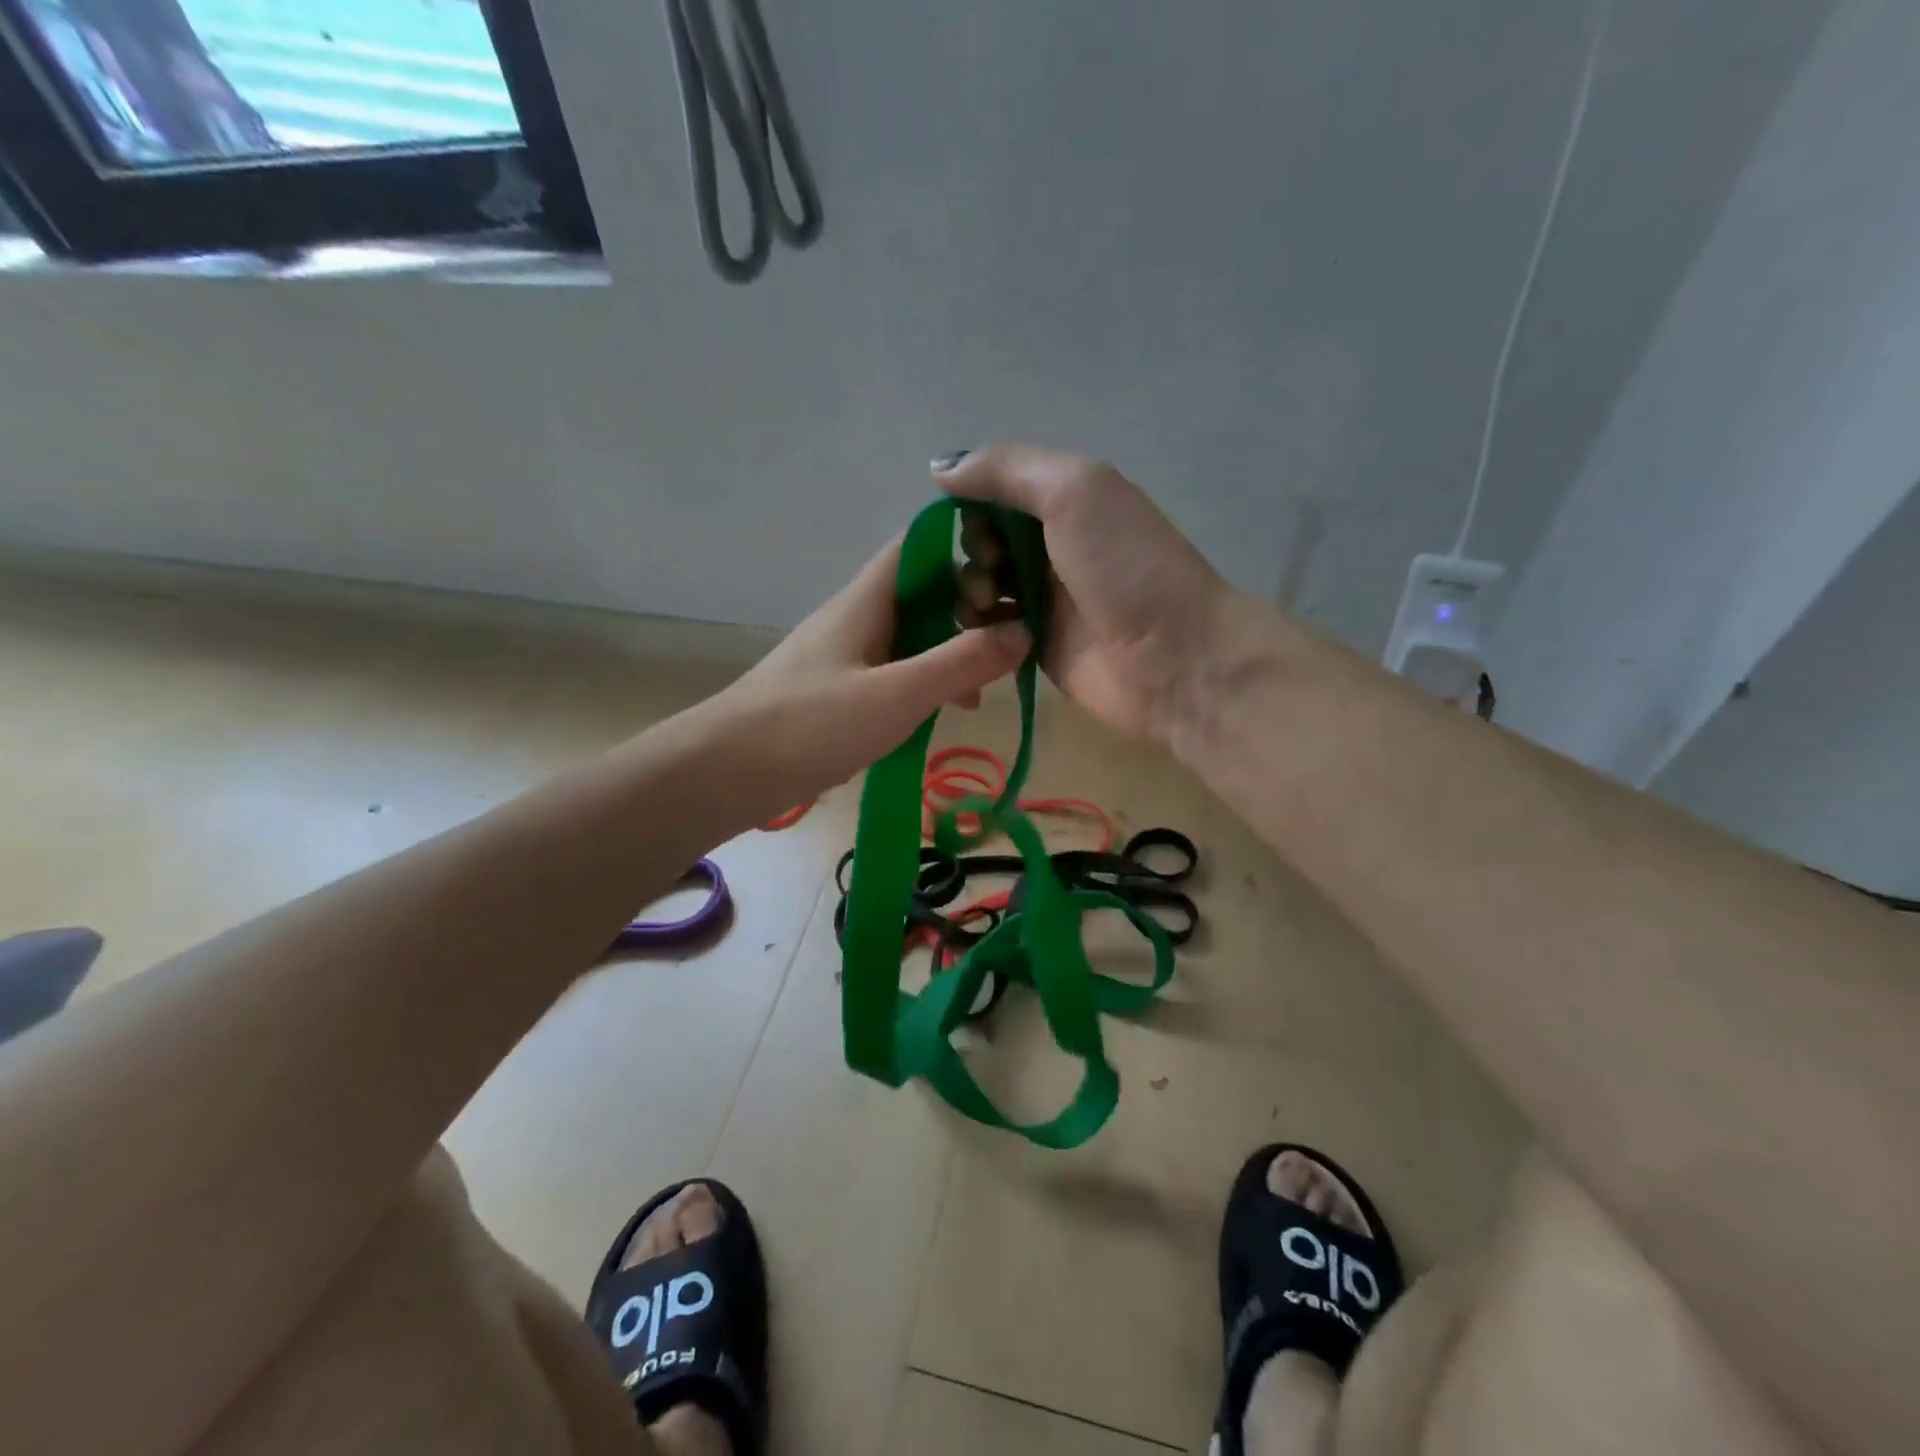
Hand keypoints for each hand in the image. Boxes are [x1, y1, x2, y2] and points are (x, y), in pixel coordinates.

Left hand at [714, 536, 1028, 801]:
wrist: (726, 772)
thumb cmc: (811, 724)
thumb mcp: (897, 694)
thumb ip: (962, 662)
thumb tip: (1023, 630)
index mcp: (868, 599)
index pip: (923, 544)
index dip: (969, 545)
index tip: (1013, 575)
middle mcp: (859, 616)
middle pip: (925, 591)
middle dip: (970, 611)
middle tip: (1007, 648)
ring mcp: (848, 654)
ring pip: (914, 635)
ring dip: (951, 653)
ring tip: (981, 694)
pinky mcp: (841, 690)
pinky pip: (896, 671)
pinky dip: (925, 683)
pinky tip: (942, 714)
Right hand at [936, 445, 1233, 744]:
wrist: (1174, 658)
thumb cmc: (1125, 566)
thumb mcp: (1073, 490)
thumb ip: (1004, 469)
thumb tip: (940, 468)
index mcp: (1064, 502)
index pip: (994, 493)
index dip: (974, 506)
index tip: (982, 528)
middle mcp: (1051, 547)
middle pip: (982, 540)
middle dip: (974, 552)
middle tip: (995, 571)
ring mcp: (1043, 600)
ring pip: (979, 586)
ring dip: (970, 592)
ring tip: (990, 607)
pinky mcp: (1034, 647)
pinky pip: (988, 631)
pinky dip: (978, 629)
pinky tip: (990, 635)